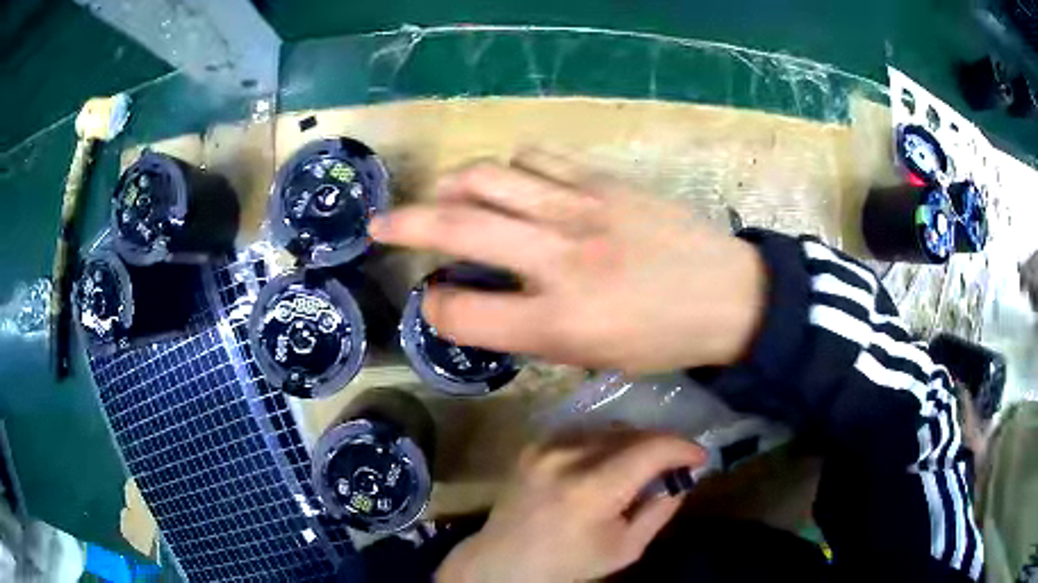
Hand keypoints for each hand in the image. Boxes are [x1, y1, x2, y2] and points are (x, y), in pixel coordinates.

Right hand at [371, 150, 766, 372]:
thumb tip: (487, 298)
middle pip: (456, 226)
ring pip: (488, 176)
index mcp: (557, 322)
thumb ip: (533, 330)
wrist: (731, 295)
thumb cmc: (664, 340)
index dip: (433, 307)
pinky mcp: (603, 181)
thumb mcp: (594, 358)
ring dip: (452, 186)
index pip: (461, 311)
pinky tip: (511, 182)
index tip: (433, 301)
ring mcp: (580, 210)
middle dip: (403, 224)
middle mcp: (558, 258)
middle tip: (381, 225)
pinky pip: (536, 158)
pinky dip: (510, 168)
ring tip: (444, 197)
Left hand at [436, 429, 705, 582]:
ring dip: (634, 441)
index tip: (700, 456)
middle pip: (632, 432)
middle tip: (675, 463)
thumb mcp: (626, 549)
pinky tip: (609, 461)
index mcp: (592, 489)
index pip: (652, 449)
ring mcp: (546, 446)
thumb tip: (684, 476)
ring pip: (608, 427)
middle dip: (661, 444)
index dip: (683, 448)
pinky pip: (582, 431)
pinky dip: (605, 441)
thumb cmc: (569, 563)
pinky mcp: (534, 445)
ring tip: (642, 464)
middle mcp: (567, 457)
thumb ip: (660, 510)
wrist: (505, 560)